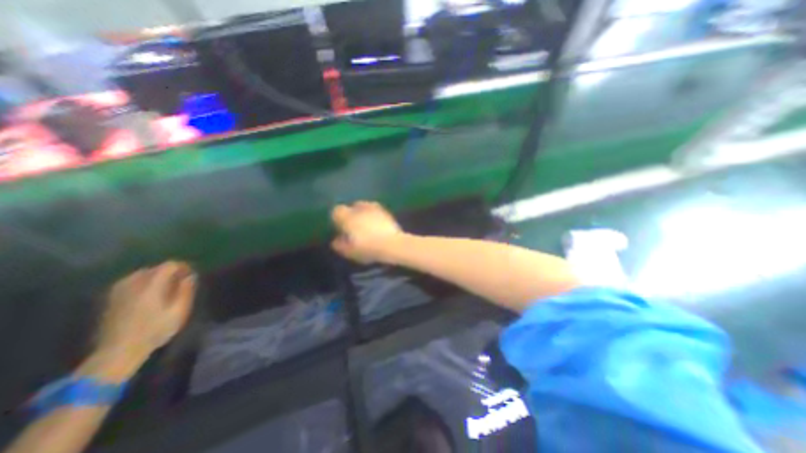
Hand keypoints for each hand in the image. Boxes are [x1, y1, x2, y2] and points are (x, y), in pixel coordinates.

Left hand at [96, 262, 196, 366]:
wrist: (117, 352)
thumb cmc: (155, 330)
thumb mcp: (179, 311)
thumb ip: (186, 290)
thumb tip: (190, 276)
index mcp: (152, 284)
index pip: (169, 265)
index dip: (183, 267)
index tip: (190, 275)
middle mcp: (133, 283)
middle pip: (154, 268)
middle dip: (169, 272)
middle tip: (179, 282)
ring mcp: (118, 291)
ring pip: (140, 274)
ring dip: (155, 277)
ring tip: (165, 288)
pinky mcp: (110, 299)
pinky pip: (129, 282)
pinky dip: (141, 283)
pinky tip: (147, 294)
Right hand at [329, 202, 402, 265]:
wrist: (393, 244)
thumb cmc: (368, 248)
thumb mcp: (350, 252)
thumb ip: (340, 245)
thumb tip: (336, 241)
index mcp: (347, 217)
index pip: (336, 211)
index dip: (338, 220)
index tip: (341, 229)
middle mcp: (360, 208)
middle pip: (352, 206)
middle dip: (352, 214)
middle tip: (354, 227)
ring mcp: (374, 208)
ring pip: (365, 206)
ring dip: (364, 213)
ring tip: (367, 226)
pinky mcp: (386, 211)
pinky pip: (377, 211)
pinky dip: (375, 216)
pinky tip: (378, 226)